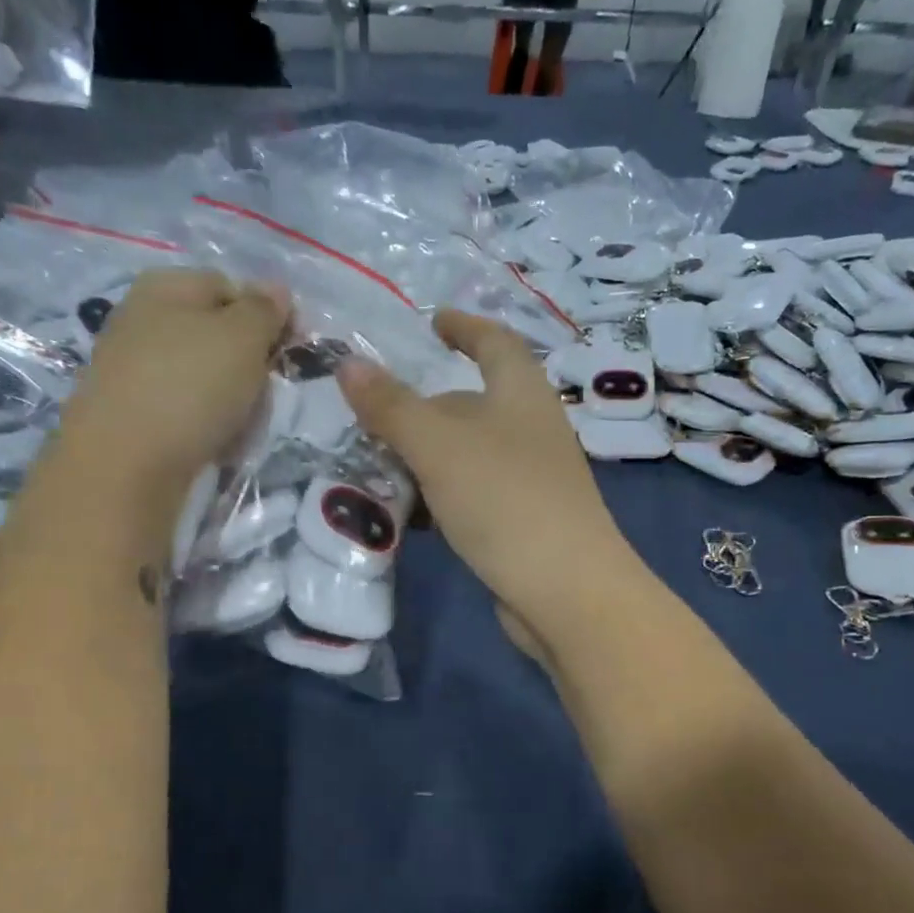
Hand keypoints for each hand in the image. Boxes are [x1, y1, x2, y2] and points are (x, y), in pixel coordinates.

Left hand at [59, 268, 288, 495]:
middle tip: (264, 394)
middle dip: (249, 366)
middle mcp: (144, 319)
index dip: (266, 317)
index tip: (288, 352)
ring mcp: (134, 368)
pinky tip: (215, 446)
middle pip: (219, 337)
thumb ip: (264, 310)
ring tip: (240, 428)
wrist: (124, 464)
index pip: (231, 288)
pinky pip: (185, 411)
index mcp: (166, 287)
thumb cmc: (190, 388)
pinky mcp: (131, 413)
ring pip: (205, 378)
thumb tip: (276, 289)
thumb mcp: (242, 338)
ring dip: (233, 401)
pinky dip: (206, 425)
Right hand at [336, 311, 634, 647]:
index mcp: (522, 394)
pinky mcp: (524, 522)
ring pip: (469, 455)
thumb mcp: (438, 446)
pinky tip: (414, 518)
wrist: (566, 592)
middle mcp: (531, 430)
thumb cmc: (505, 500)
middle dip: (425, 408)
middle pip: (473, 404)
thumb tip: (348, 364)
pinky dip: (442, 497)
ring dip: (426, 459)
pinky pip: (473, 495)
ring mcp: (531, 479)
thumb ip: (392, 406)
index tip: (432, 321)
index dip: (464, 326)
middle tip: (374, 419)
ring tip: (379, 470)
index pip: (494, 342)